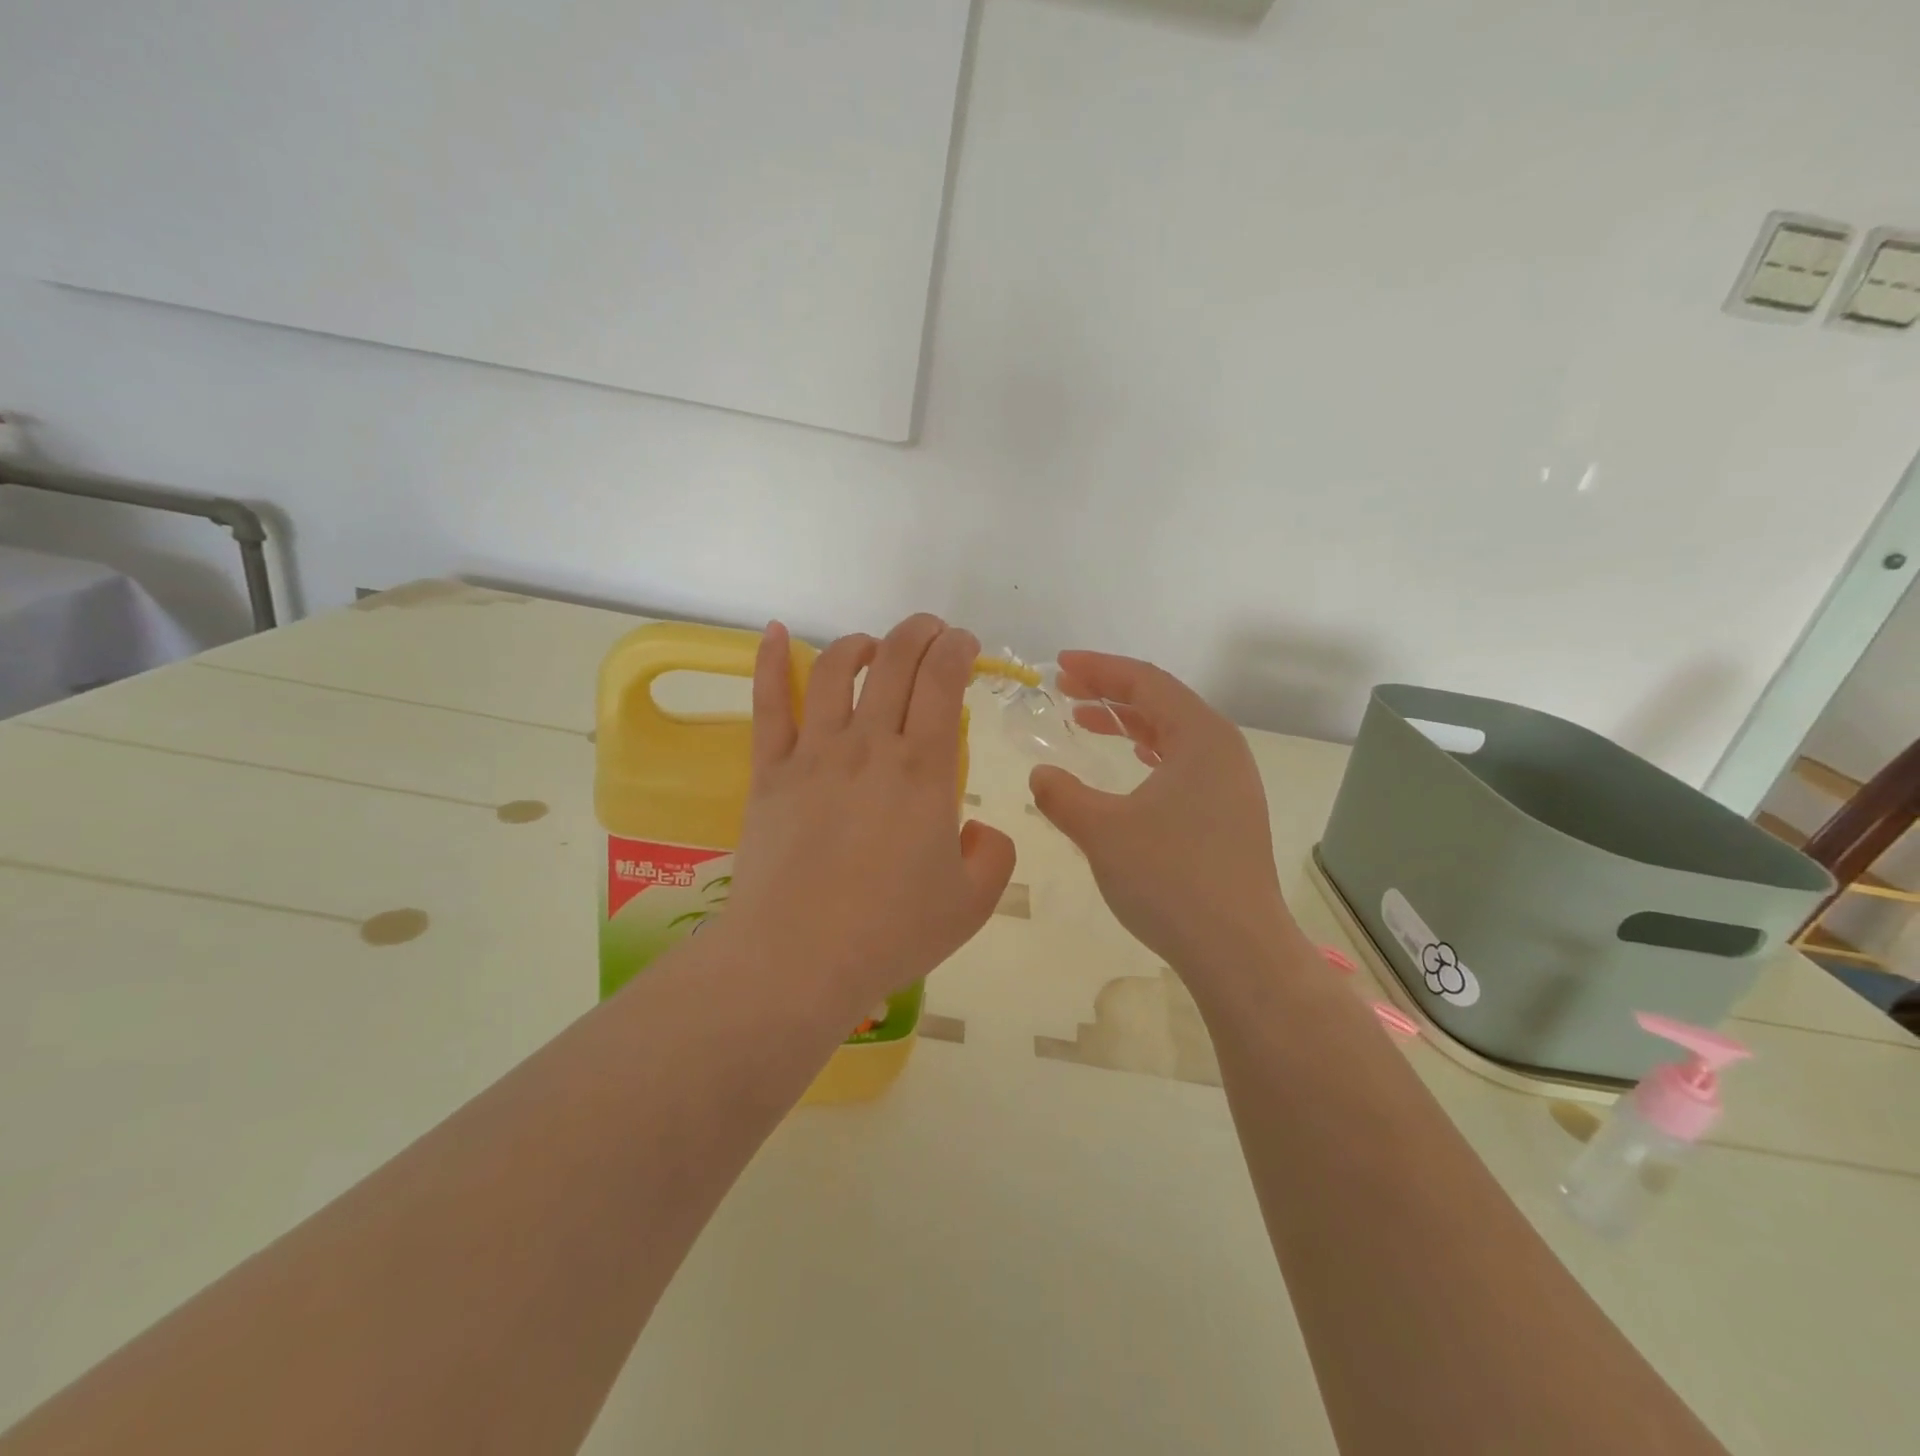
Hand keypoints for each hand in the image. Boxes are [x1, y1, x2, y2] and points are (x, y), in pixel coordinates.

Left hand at [723, 615, 1015, 1022]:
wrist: (797, 961)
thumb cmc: (890, 933)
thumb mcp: (972, 903)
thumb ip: (993, 854)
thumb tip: (976, 829)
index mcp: (922, 769)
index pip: (942, 680)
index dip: (957, 648)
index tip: (966, 646)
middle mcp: (868, 745)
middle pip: (894, 660)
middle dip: (919, 632)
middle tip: (932, 633)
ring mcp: (813, 753)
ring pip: (835, 670)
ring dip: (860, 644)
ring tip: (873, 647)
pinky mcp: (769, 771)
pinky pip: (769, 704)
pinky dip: (770, 661)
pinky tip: (775, 633)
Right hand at [1029, 651, 1297, 984]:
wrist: (1238, 950)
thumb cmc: (1169, 878)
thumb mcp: (1101, 831)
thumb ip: (1062, 796)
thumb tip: (1041, 775)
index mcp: (1201, 736)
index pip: (1146, 681)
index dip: (1099, 668)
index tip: (1060, 664)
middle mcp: (1223, 750)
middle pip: (1163, 702)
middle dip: (1111, 692)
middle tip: (1065, 690)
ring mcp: (1232, 784)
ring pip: (1174, 734)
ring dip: (1129, 723)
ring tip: (1087, 721)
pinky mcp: (1230, 814)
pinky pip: (1184, 764)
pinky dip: (1150, 753)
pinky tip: (1131, 764)